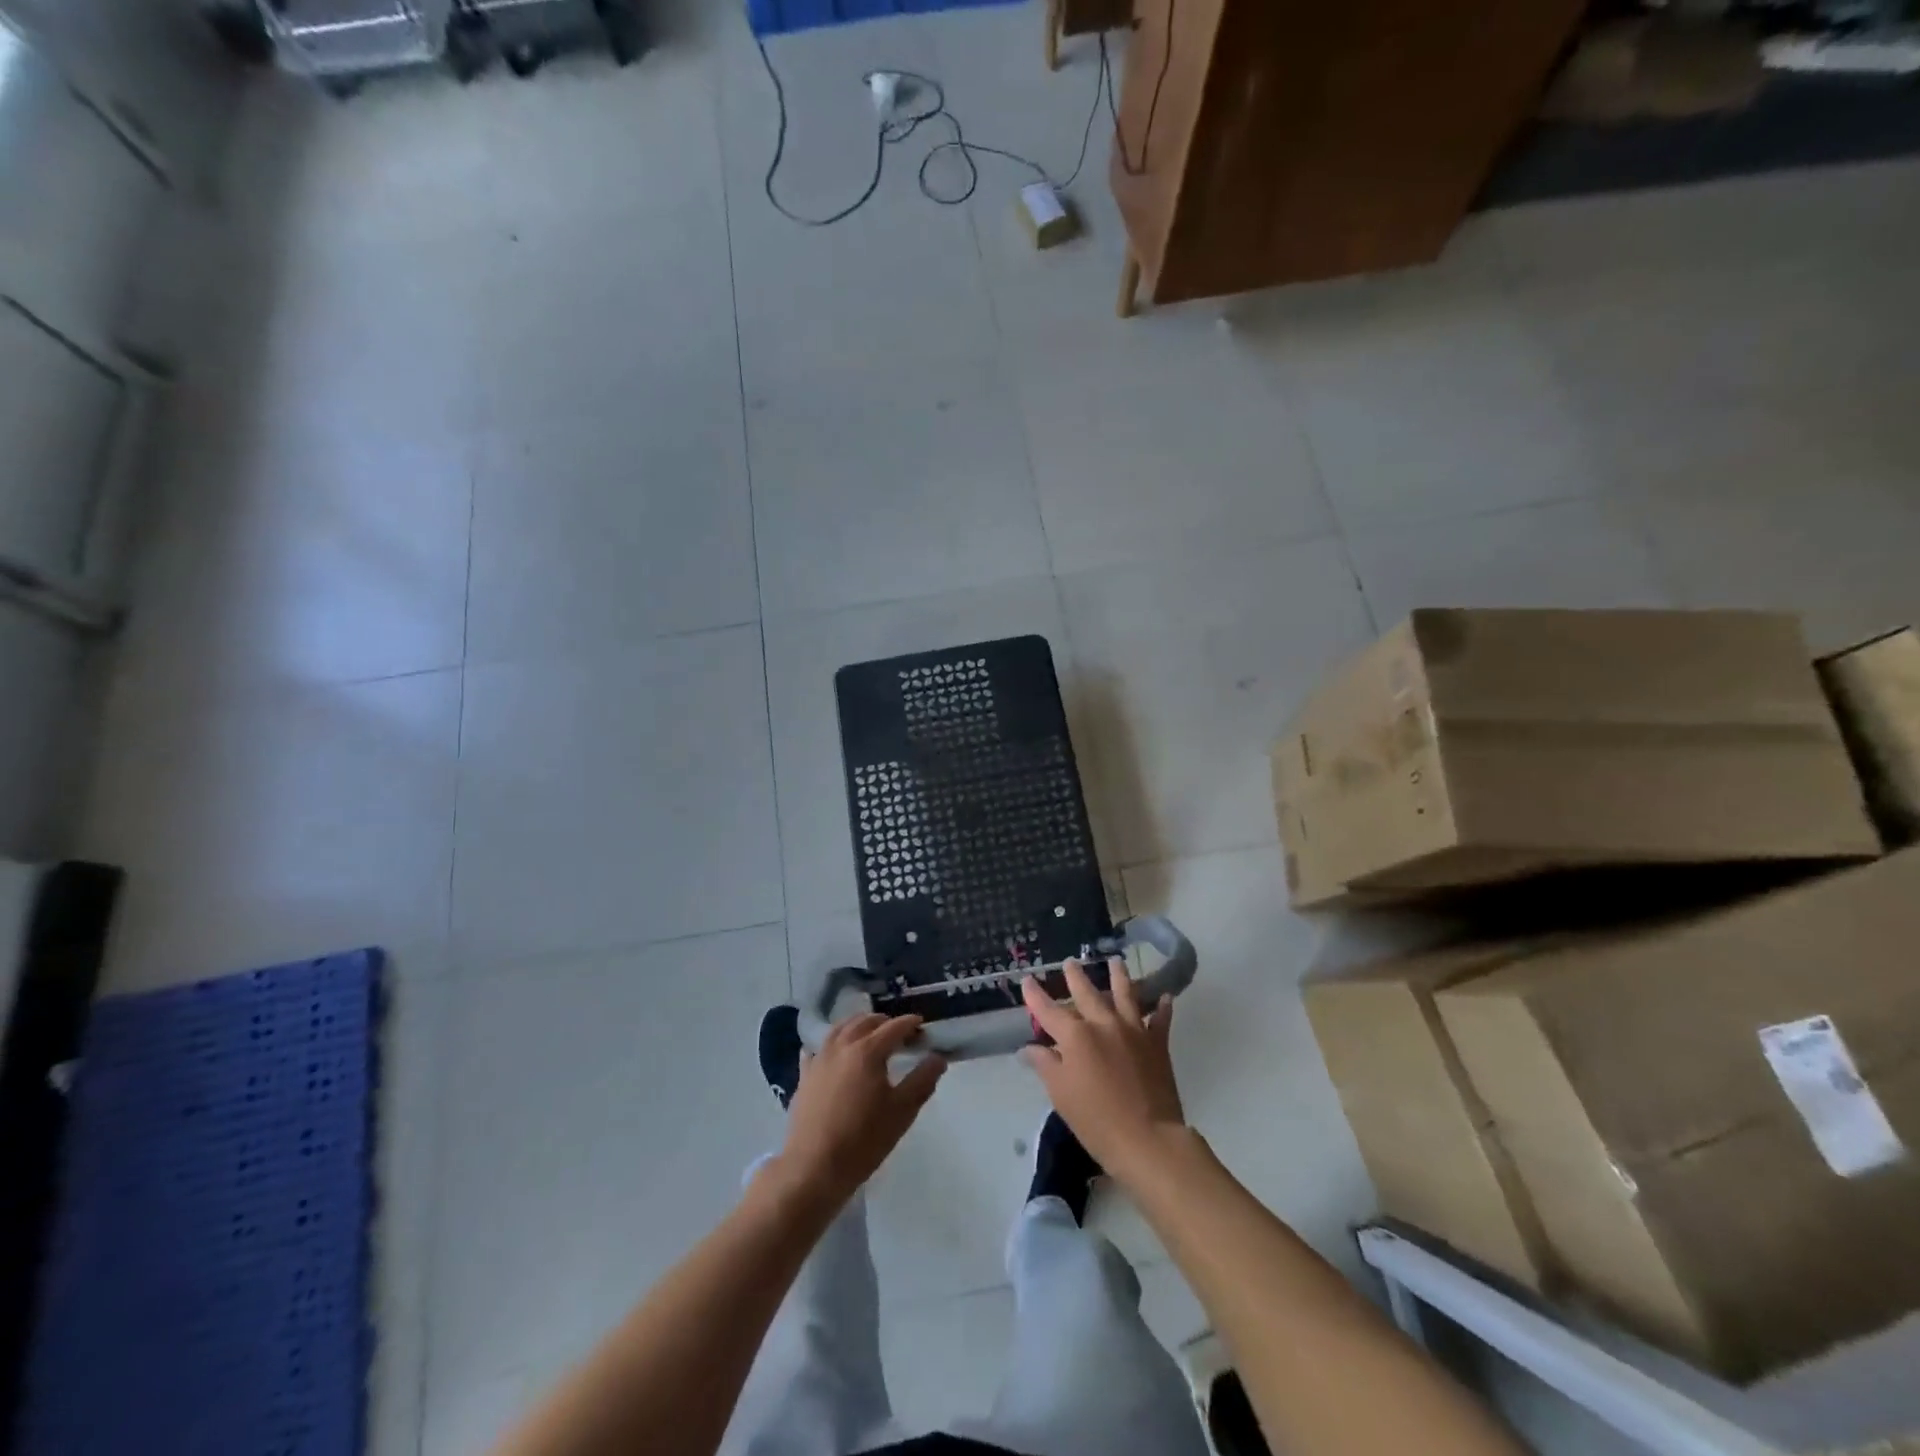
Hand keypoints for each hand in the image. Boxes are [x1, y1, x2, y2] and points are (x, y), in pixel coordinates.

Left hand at [778, 1014, 945, 1208]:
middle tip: (899, 1033)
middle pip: (865, 1022)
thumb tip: (938, 1057)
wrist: (814, 1167)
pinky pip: (817, 1048)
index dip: (910, 1024)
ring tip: (868, 1033)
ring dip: (857, 1025)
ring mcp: (819, 1059)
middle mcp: (842, 1046)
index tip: (922, 1027)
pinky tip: (832, 1051)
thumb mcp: (903, 1111)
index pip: (894, 1027)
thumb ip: (923, 1080)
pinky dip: (830, 1044)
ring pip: (840, 1029)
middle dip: (885, 1022)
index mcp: (868, 1050)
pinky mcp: (804, 1076)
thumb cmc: (864, 1139)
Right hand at [1022, 958, 1185, 1185]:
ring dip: (1119, 976)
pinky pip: (1160, 1019)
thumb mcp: (1061, 1094)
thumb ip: (1045, 1065)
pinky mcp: (1157, 1043)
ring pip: (1125, 994)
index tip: (1027, 979)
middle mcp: (1103, 1024)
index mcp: (1075, 1036)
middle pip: (1087, 993)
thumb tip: (1029, 1048)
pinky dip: (1161, 1007)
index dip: (1036, 995)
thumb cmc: (1096, 1120)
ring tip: (1116, 961)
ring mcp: (1133, 1030)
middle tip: (1070, 962)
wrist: (1148, 1138)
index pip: (1049, 1010)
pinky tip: (1164, 996)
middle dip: (1076, 977)